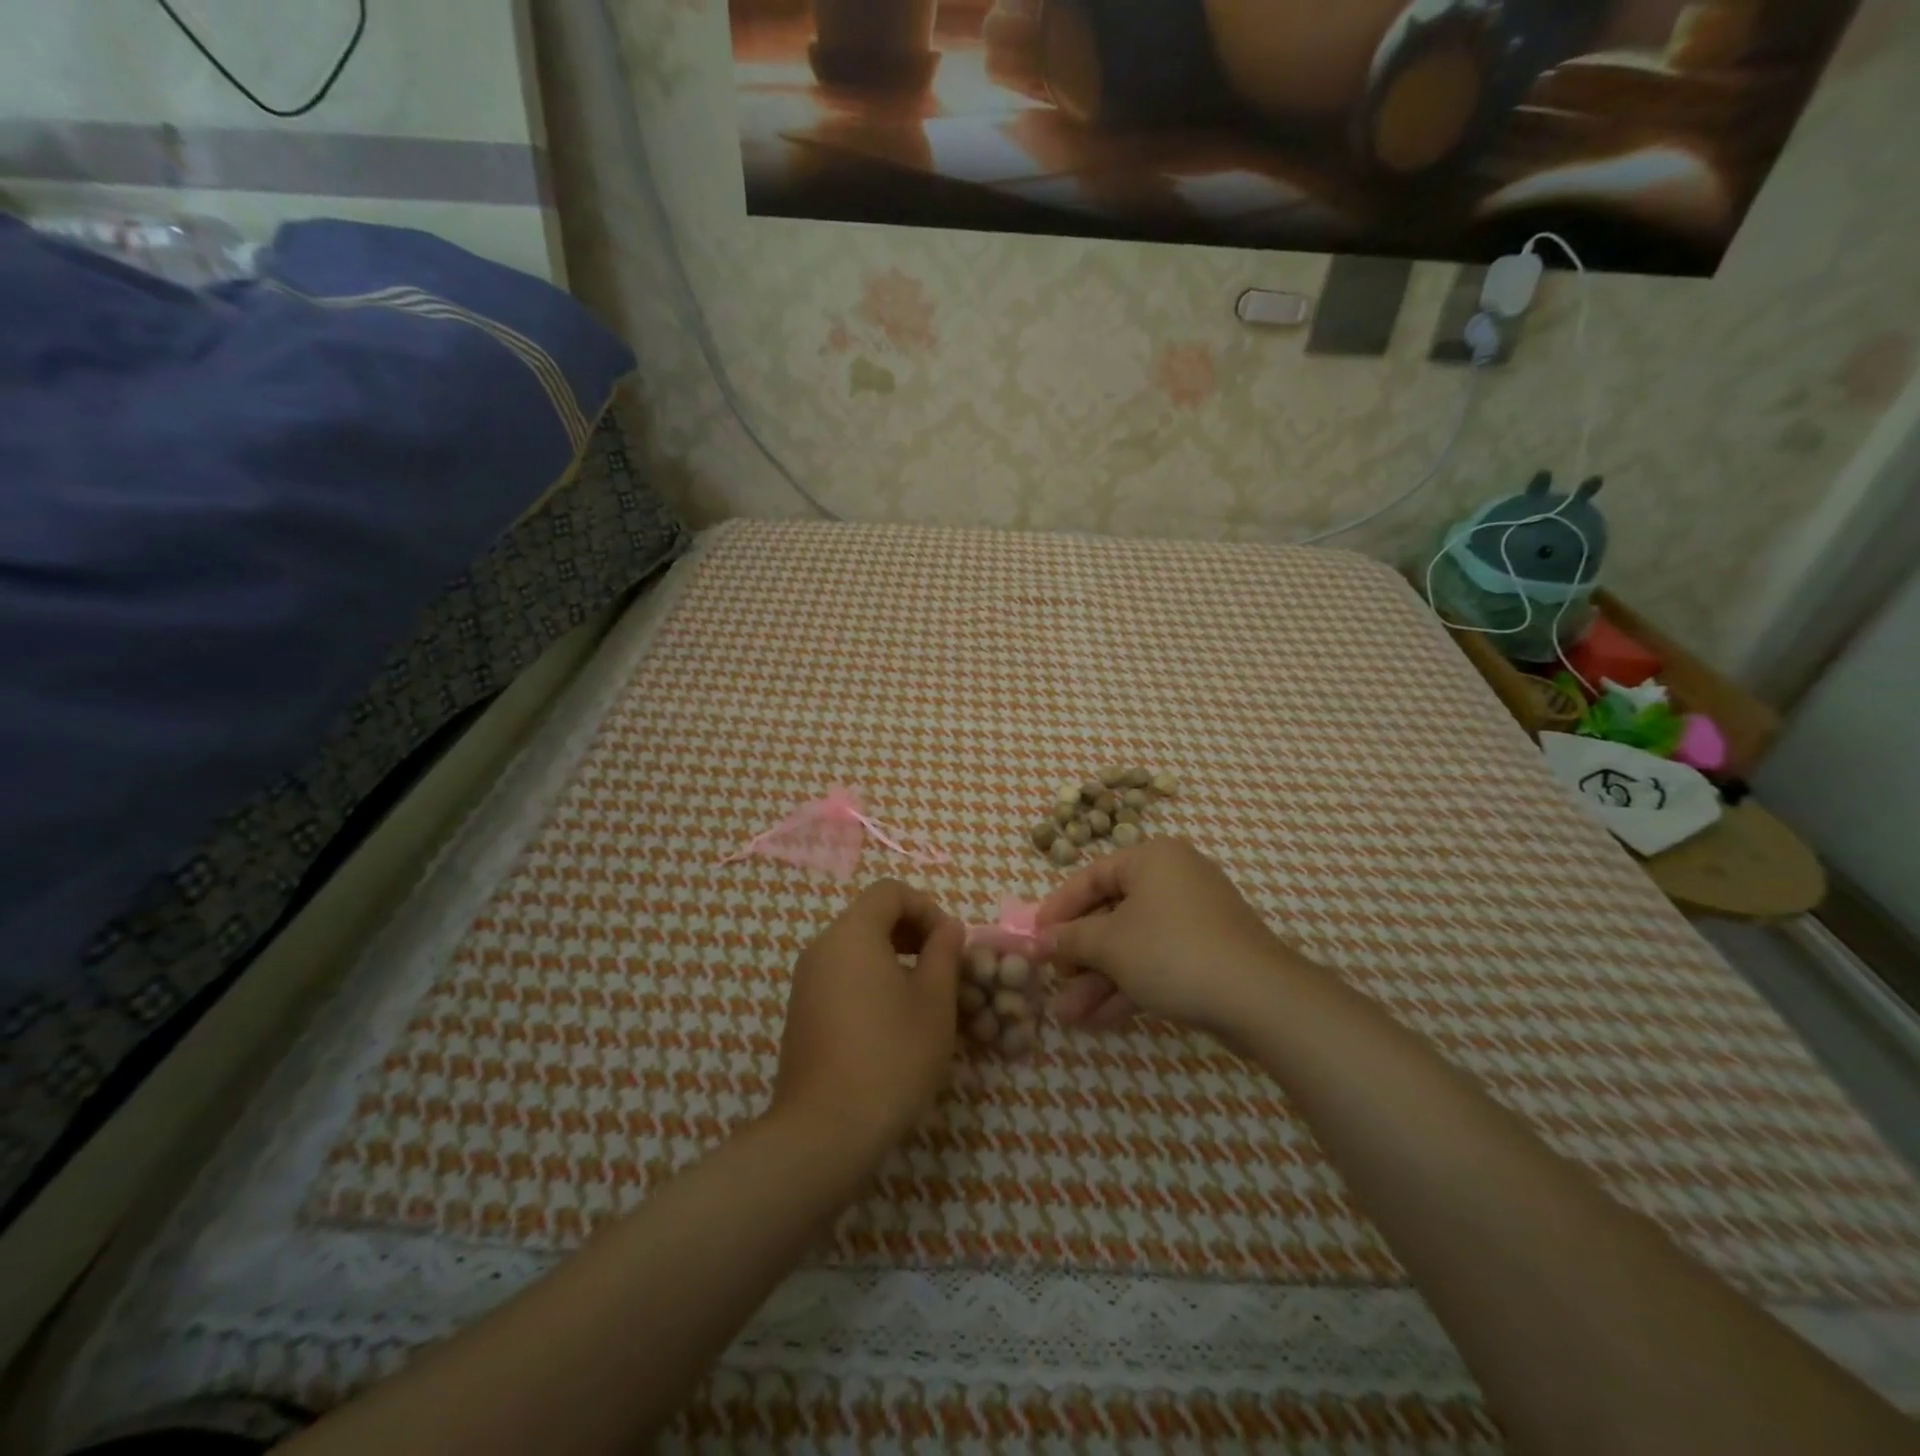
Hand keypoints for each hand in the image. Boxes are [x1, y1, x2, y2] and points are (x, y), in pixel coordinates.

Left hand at [770, 879, 963, 1157]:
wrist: (825, 1130)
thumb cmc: (892, 1055)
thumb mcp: (935, 1001)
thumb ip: (944, 953)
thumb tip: (947, 928)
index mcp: (852, 933)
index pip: (890, 892)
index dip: (926, 908)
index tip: (949, 945)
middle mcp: (822, 948)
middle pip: (871, 918)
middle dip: (913, 934)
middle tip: (942, 970)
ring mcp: (806, 982)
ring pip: (856, 950)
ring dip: (894, 960)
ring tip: (923, 1000)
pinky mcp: (801, 1014)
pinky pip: (842, 979)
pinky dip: (871, 984)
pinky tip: (892, 1025)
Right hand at [1037, 837, 1298, 1034]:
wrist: (1260, 999)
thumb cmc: (1172, 952)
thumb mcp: (1110, 944)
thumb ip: (1071, 939)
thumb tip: (1040, 940)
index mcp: (1152, 859)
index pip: (1091, 876)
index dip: (1058, 908)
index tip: (1033, 936)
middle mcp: (1174, 880)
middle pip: (1111, 914)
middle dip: (1079, 957)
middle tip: (1051, 982)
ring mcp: (1194, 918)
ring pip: (1132, 945)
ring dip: (1098, 981)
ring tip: (1066, 1016)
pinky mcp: (1207, 954)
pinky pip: (1156, 962)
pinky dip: (1128, 987)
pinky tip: (1098, 1021)